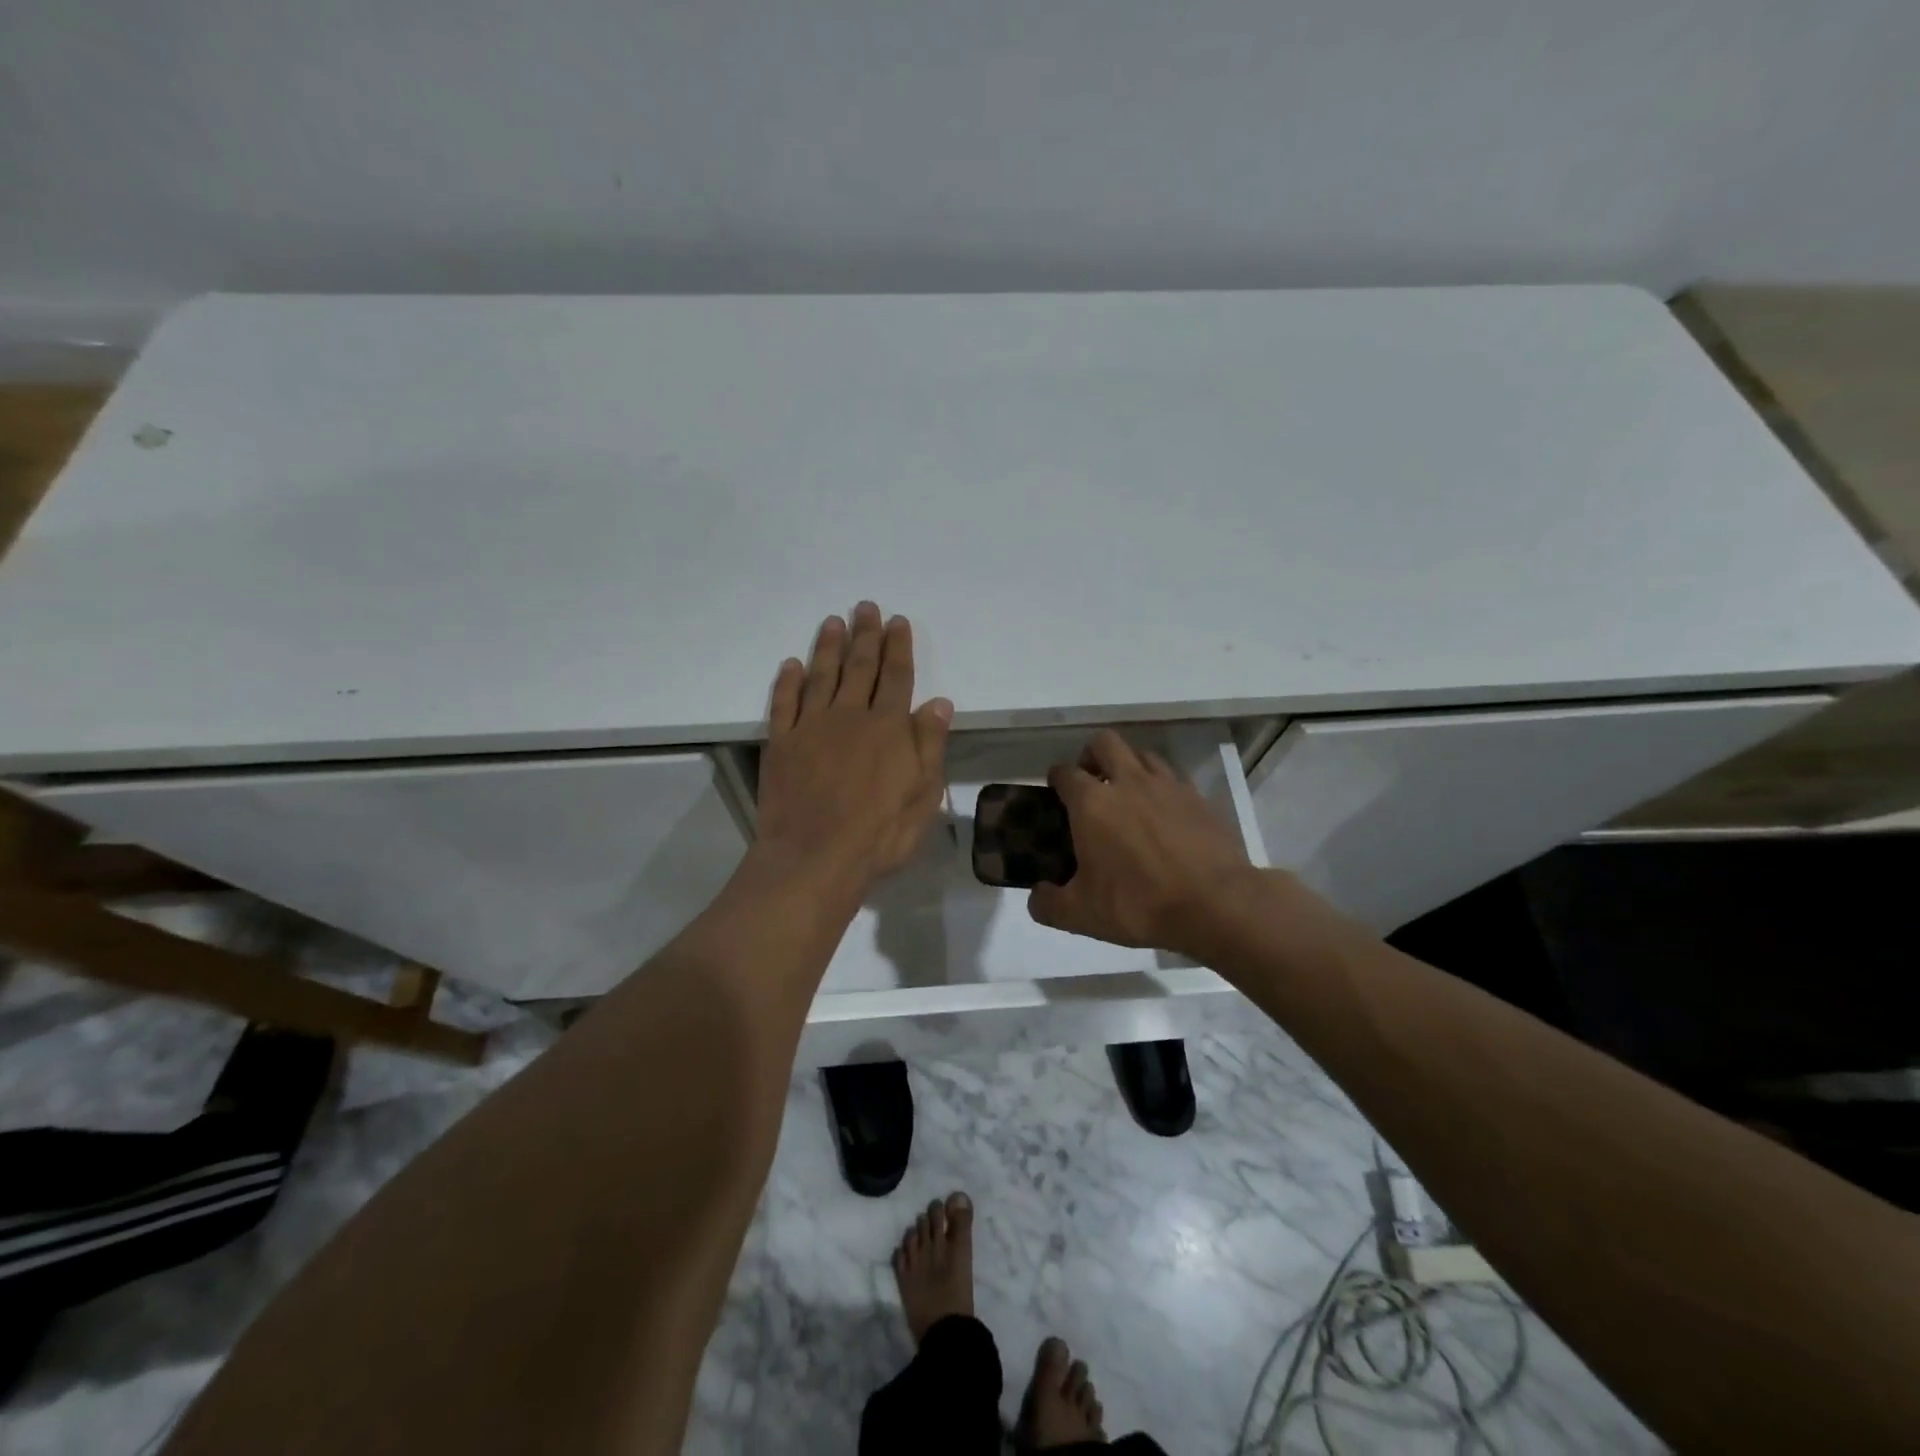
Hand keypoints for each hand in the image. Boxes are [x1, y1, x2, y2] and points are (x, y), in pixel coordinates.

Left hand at [756, 602, 953, 891]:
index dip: (898, 647)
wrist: (815, 857)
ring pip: (821, 676)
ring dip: (828, 647)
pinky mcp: (781, 744)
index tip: (897, 621)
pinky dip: (788, 682)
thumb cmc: (880, 832)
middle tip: (865, 607)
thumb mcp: (923, 793)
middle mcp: (849, 716)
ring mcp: (811, 728)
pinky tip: (791, 665)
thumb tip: (939, 703)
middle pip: (859, 667)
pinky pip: (784, 704)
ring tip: (832, 622)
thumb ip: (929, 744)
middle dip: (865, 636)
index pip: (896, 677)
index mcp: (888, 727)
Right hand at [1028, 730, 1258, 956]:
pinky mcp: (1199, 799)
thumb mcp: (1081, 915)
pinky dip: (1162, 789)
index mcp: (1092, 803)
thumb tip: (1037, 897)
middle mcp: (1128, 782)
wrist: (1215, 905)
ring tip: (1128, 796)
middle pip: (1104, 743)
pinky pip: (1174, 779)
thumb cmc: (1138, 904)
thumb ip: (1049, 904)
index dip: (1056, 779)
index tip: (1055, 793)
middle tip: (1091, 783)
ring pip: (1142, 754)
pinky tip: (1164, 816)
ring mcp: (1168, 786)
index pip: (1065, 772)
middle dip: (1092, 756)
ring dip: (1129, 767)